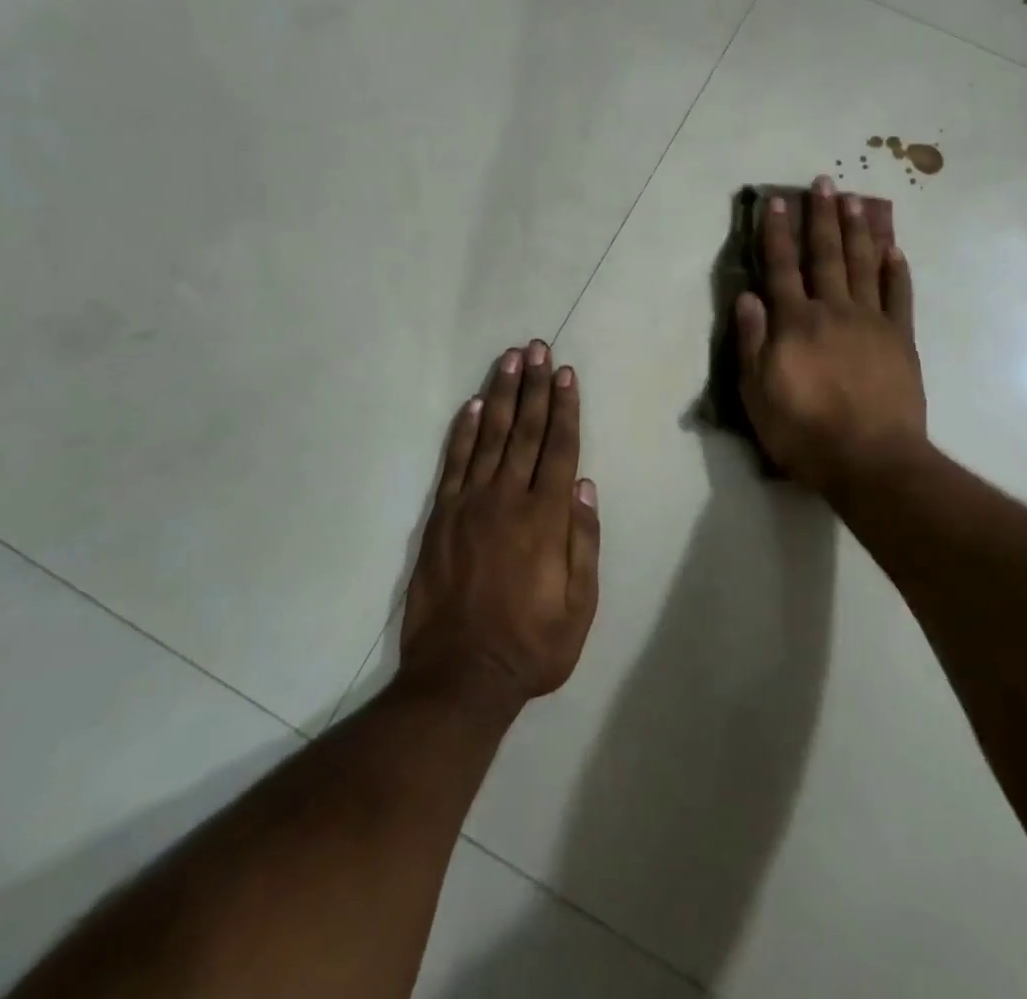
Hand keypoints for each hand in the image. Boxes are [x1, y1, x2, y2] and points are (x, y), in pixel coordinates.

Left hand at [400, 341, 599, 710]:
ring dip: (502, 395)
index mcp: (546, 518)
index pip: (559, 448)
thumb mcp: (580, 606)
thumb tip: (585, 485)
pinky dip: (464, 431)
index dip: (565, 408)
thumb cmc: (531, 645)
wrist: (459, 677)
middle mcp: (508, 499)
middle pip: (525, 431)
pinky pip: (454, 463)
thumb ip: (584, 541)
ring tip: (510, 360)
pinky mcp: (441, 518)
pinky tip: (474, 405)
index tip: (567, 373)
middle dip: (535, 387)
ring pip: (490, 437)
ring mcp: (470, 505)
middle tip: (539, 348)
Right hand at [736, 177, 926, 496]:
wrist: (871, 461)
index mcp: (795, 323)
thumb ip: (752, 342)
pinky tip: (895, 249)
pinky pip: (900, 296)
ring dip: (859, 230)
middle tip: (824, 182)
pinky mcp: (901, 339)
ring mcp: (871, 322)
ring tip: (857, 199)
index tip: (777, 201)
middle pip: (826, 255)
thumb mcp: (757, 394)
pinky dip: (897, 270)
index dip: (777, 233)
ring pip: (864, 265)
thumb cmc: (804, 432)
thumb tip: (747, 296)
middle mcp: (833, 310)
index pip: (782, 268)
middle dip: (822, 217)